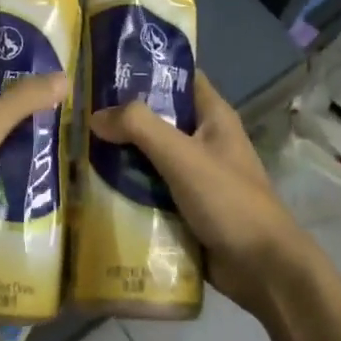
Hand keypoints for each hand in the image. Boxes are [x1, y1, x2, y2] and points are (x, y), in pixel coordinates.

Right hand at [88, 71, 308, 312]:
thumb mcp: (182, 156)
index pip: (180, 78)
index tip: (106, 70)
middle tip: (79, 114)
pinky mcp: (186, 207)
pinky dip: (129, 188)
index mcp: (214, 117)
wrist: (262, 269)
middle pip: (158, 119)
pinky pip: (152, 189)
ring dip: (121, 156)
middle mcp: (205, 140)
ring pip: (151, 157)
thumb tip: (96, 115)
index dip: (147, 70)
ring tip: (77, 150)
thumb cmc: (229, 200)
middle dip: (123, 118)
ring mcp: (196, 176)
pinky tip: (94, 188)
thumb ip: (140, 128)